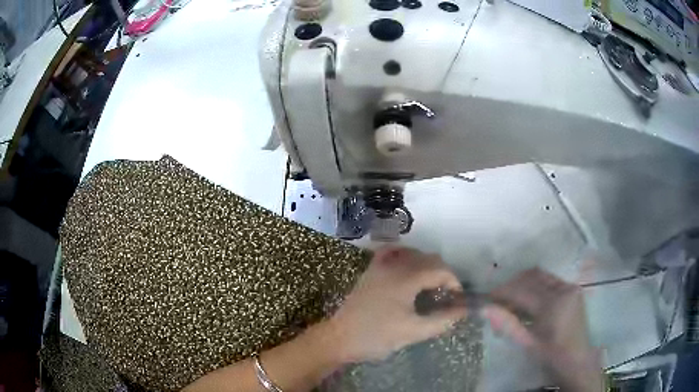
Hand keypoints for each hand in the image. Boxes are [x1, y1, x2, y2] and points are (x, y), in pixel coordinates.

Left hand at [328, 247, 467, 362]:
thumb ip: (443, 319)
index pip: (441, 270)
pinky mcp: (370, 271)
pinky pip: (392, 254)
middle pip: (429, 259)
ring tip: (431, 286)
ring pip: (412, 254)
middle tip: (446, 295)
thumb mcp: (414, 331)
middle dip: (443, 274)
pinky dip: (405, 257)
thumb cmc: (377, 337)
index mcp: (406, 278)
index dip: (454, 282)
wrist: (339, 338)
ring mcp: (379, 266)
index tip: (457, 299)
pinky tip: (408, 269)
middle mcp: (394, 265)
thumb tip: (464, 310)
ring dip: (427, 265)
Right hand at [482, 268, 602, 391]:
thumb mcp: (528, 343)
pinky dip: (536, 286)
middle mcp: (563, 288)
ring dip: (523, 284)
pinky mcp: (573, 289)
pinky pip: (550, 281)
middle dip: (512, 285)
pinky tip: (528, 301)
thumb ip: (507, 324)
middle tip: (497, 299)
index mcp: (553, 303)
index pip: (522, 290)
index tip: (486, 298)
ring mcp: (570, 287)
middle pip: (532, 276)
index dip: (502, 292)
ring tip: (511, 300)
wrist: (576, 360)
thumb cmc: (551, 355)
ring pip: (541, 276)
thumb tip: (485, 309)